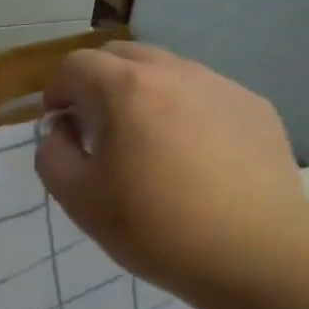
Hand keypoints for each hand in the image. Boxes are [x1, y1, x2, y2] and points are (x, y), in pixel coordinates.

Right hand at [35, 42, 308, 308]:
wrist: (256, 252)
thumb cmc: (155, 227)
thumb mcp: (78, 199)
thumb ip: (52, 155)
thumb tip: (61, 130)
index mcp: (124, 89)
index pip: (75, 65)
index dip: (57, 93)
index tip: (60, 129)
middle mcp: (174, 72)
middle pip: (121, 56)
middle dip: (97, 84)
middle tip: (98, 131)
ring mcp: (220, 85)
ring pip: (166, 72)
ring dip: (143, 96)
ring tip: (148, 145)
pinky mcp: (254, 107)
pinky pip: (204, 95)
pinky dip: (184, 112)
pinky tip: (194, 159)